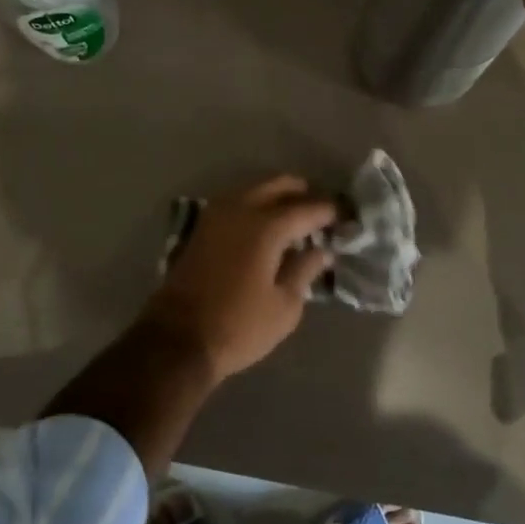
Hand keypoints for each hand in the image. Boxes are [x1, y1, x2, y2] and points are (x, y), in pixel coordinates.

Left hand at [142, 176, 338, 381]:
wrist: (177, 338)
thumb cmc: (238, 326)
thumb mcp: (284, 306)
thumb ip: (305, 270)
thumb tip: (322, 250)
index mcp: (266, 226)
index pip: (307, 208)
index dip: (329, 211)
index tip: (346, 216)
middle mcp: (240, 209)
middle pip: (278, 185)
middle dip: (303, 193)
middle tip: (321, 211)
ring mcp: (216, 215)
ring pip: (254, 189)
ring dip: (277, 196)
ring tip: (297, 217)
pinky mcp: (202, 227)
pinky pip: (237, 202)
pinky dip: (256, 205)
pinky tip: (267, 225)